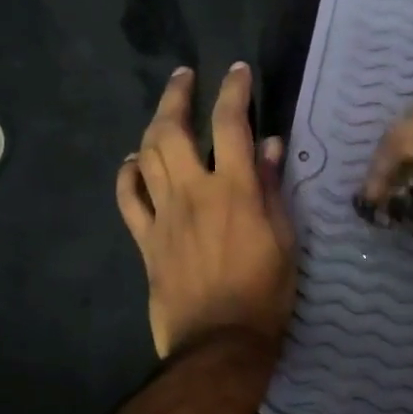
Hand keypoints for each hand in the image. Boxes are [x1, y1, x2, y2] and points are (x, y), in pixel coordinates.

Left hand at [116, 63, 296, 358]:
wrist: (220, 343)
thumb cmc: (265, 292)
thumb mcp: (285, 239)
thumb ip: (273, 188)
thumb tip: (270, 144)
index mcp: (235, 190)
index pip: (232, 124)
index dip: (234, 91)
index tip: (237, 70)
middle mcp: (194, 192)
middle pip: (173, 130)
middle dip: (177, 95)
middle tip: (183, 76)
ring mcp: (164, 215)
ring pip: (146, 157)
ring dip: (152, 127)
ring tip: (163, 113)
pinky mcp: (146, 239)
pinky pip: (128, 199)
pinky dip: (128, 176)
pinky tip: (132, 164)